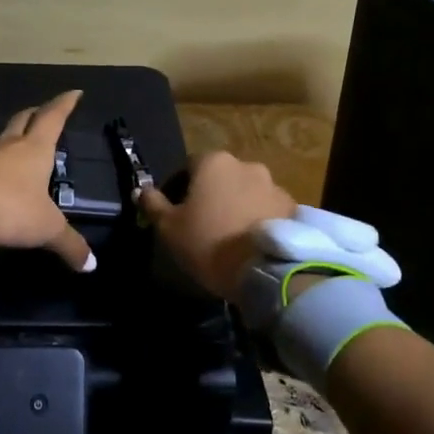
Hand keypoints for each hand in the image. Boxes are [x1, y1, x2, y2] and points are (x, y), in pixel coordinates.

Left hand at [0, 91, 94, 272]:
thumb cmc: (9, 209)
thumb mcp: (46, 229)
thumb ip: (69, 244)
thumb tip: (91, 264)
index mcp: (35, 149)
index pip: (53, 118)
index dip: (65, 104)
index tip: (74, 92)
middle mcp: (8, 144)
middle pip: (24, 119)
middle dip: (37, 114)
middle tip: (45, 112)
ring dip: (10, 138)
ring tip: (16, 146)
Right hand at [137, 151, 295, 302]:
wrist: (266, 271)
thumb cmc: (208, 243)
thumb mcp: (168, 227)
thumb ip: (152, 204)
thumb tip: (140, 190)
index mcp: (213, 162)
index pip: (188, 166)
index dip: (178, 189)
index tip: (175, 213)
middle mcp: (246, 165)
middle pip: (220, 178)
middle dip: (211, 196)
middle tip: (203, 225)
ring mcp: (274, 185)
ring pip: (246, 192)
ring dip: (237, 206)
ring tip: (231, 237)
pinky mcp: (293, 208)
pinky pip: (268, 209)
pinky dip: (258, 219)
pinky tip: (252, 243)